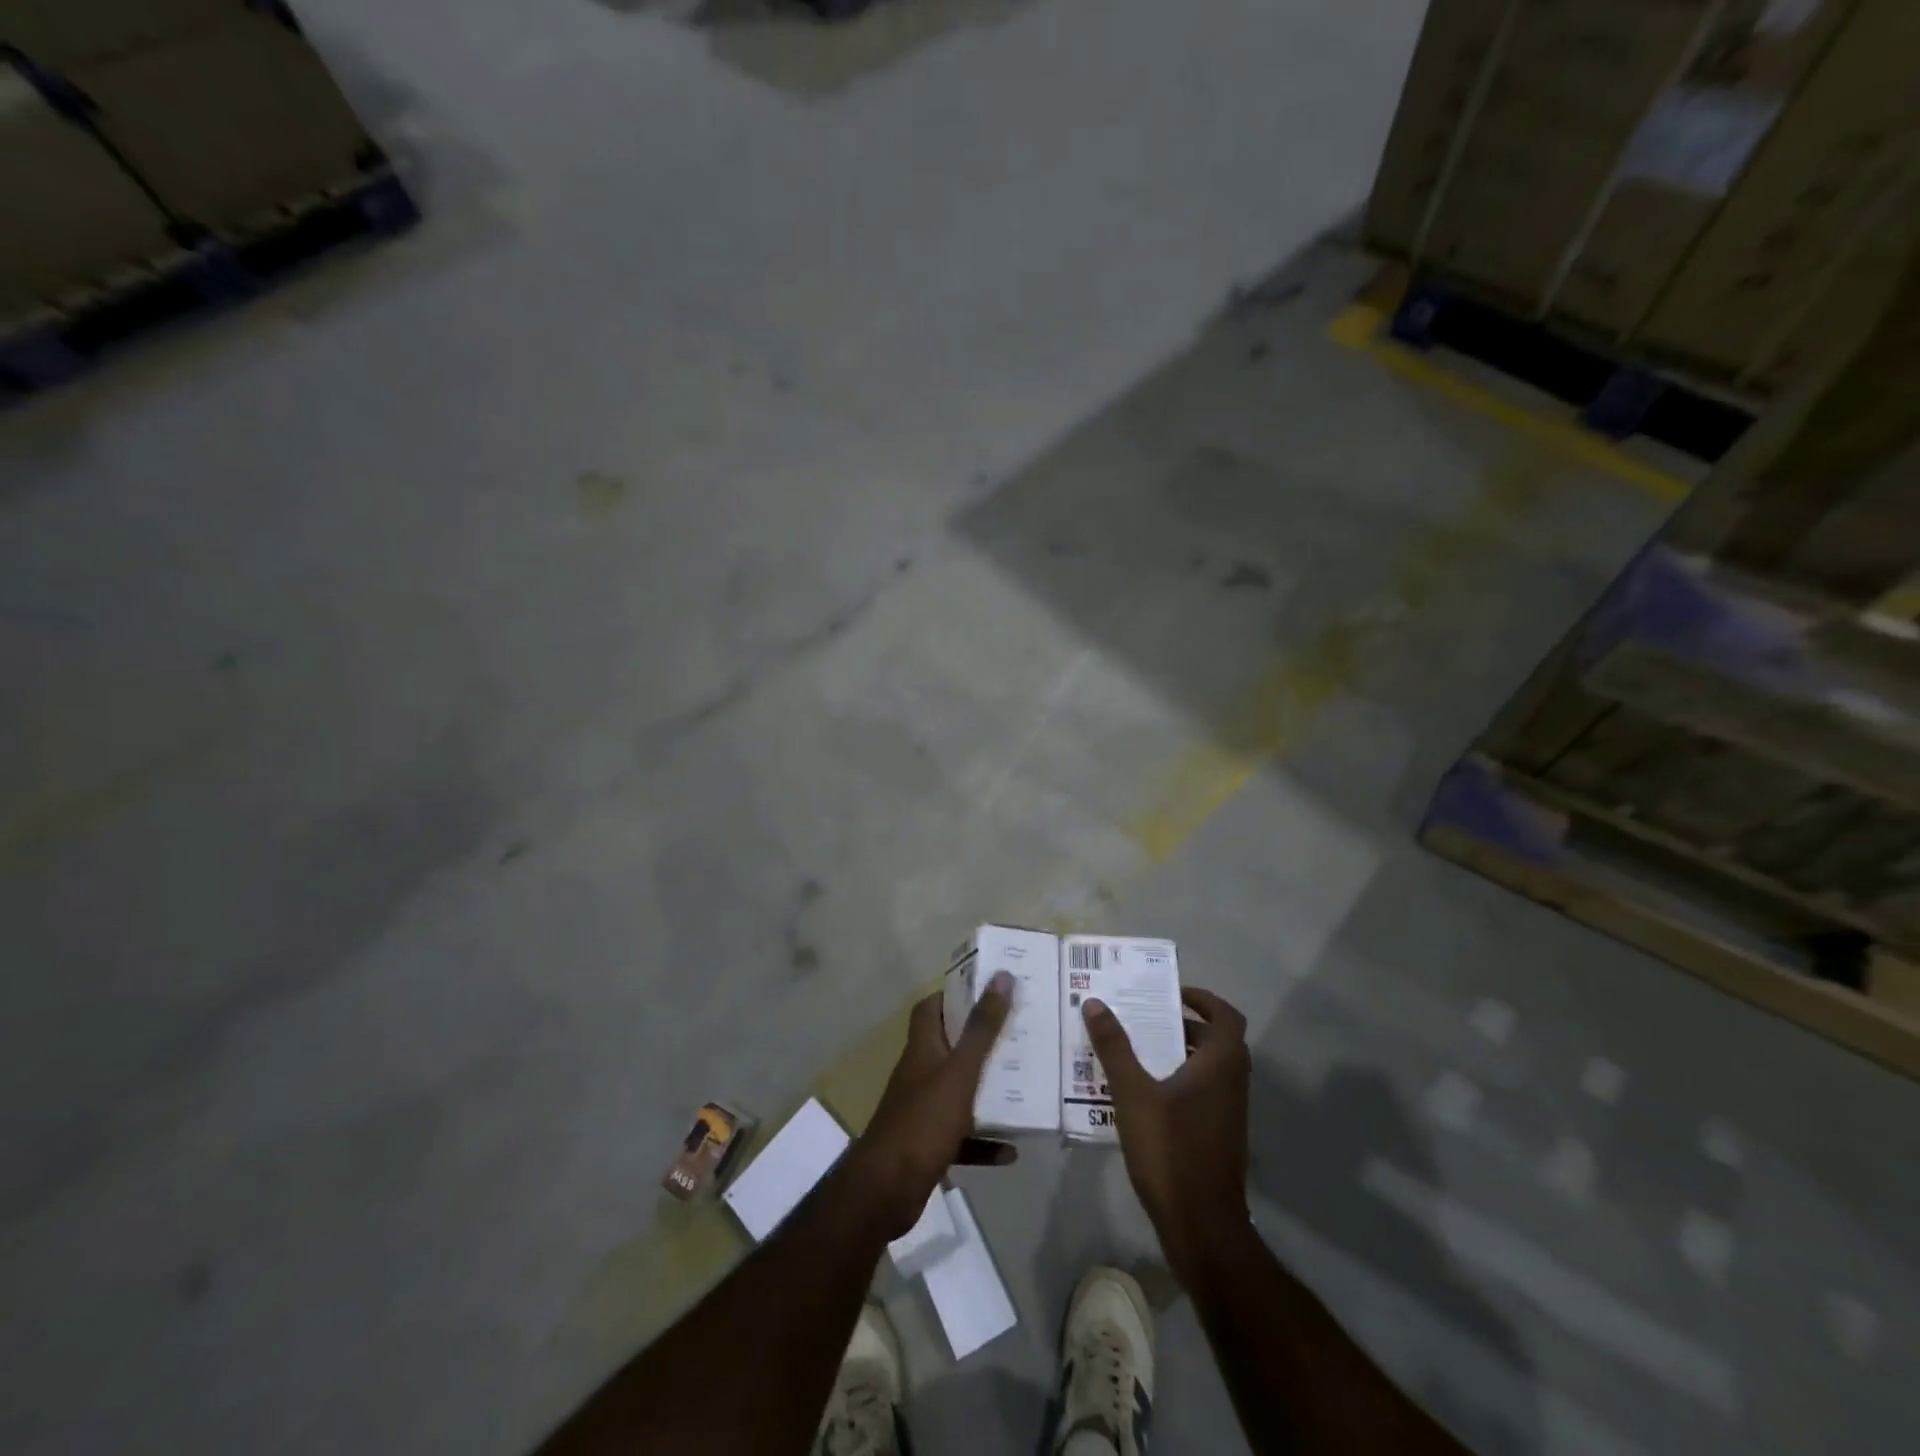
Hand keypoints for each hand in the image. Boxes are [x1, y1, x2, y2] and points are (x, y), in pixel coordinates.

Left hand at [848, 972, 1016, 1235]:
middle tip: (1018, 1036)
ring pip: (959, 1092)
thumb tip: (1002, 976)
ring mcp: (922, 1110)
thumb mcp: (960, 1071)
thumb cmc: (923, 1120)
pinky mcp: (928, 1145)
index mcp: (922, 1048)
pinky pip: (962, 1137)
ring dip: (987, 1092)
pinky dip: (985, 1141)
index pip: (932, 1007)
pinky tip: (1012, 1150)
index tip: (989, 992)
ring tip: (1023, 1087)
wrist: (887, 1190)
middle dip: (982, 1042)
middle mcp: (920, 1073)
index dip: (956, 996)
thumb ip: (982, 1028)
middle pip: (950, 1047)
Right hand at [1083, 986, 1250, 1280]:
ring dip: (1178, 1054)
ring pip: (1208, 1069)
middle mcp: (1233, 1083)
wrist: (1201, 1226)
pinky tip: (1143, 1096)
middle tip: (1145, 1019)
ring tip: (1136, 1051)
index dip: (1203, 999)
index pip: (1226, 1016)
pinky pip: (1202, 1094)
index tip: (1172, 994)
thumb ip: (1114, 1046)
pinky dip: (1179, 1082)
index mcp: (1221, 1064)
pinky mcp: (1219, 1137)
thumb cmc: (1170, 1150)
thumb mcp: (1132, 1093)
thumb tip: (1094, 1002)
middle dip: (1182, 1025)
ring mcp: (1229, 1113)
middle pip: (1216, 1040)